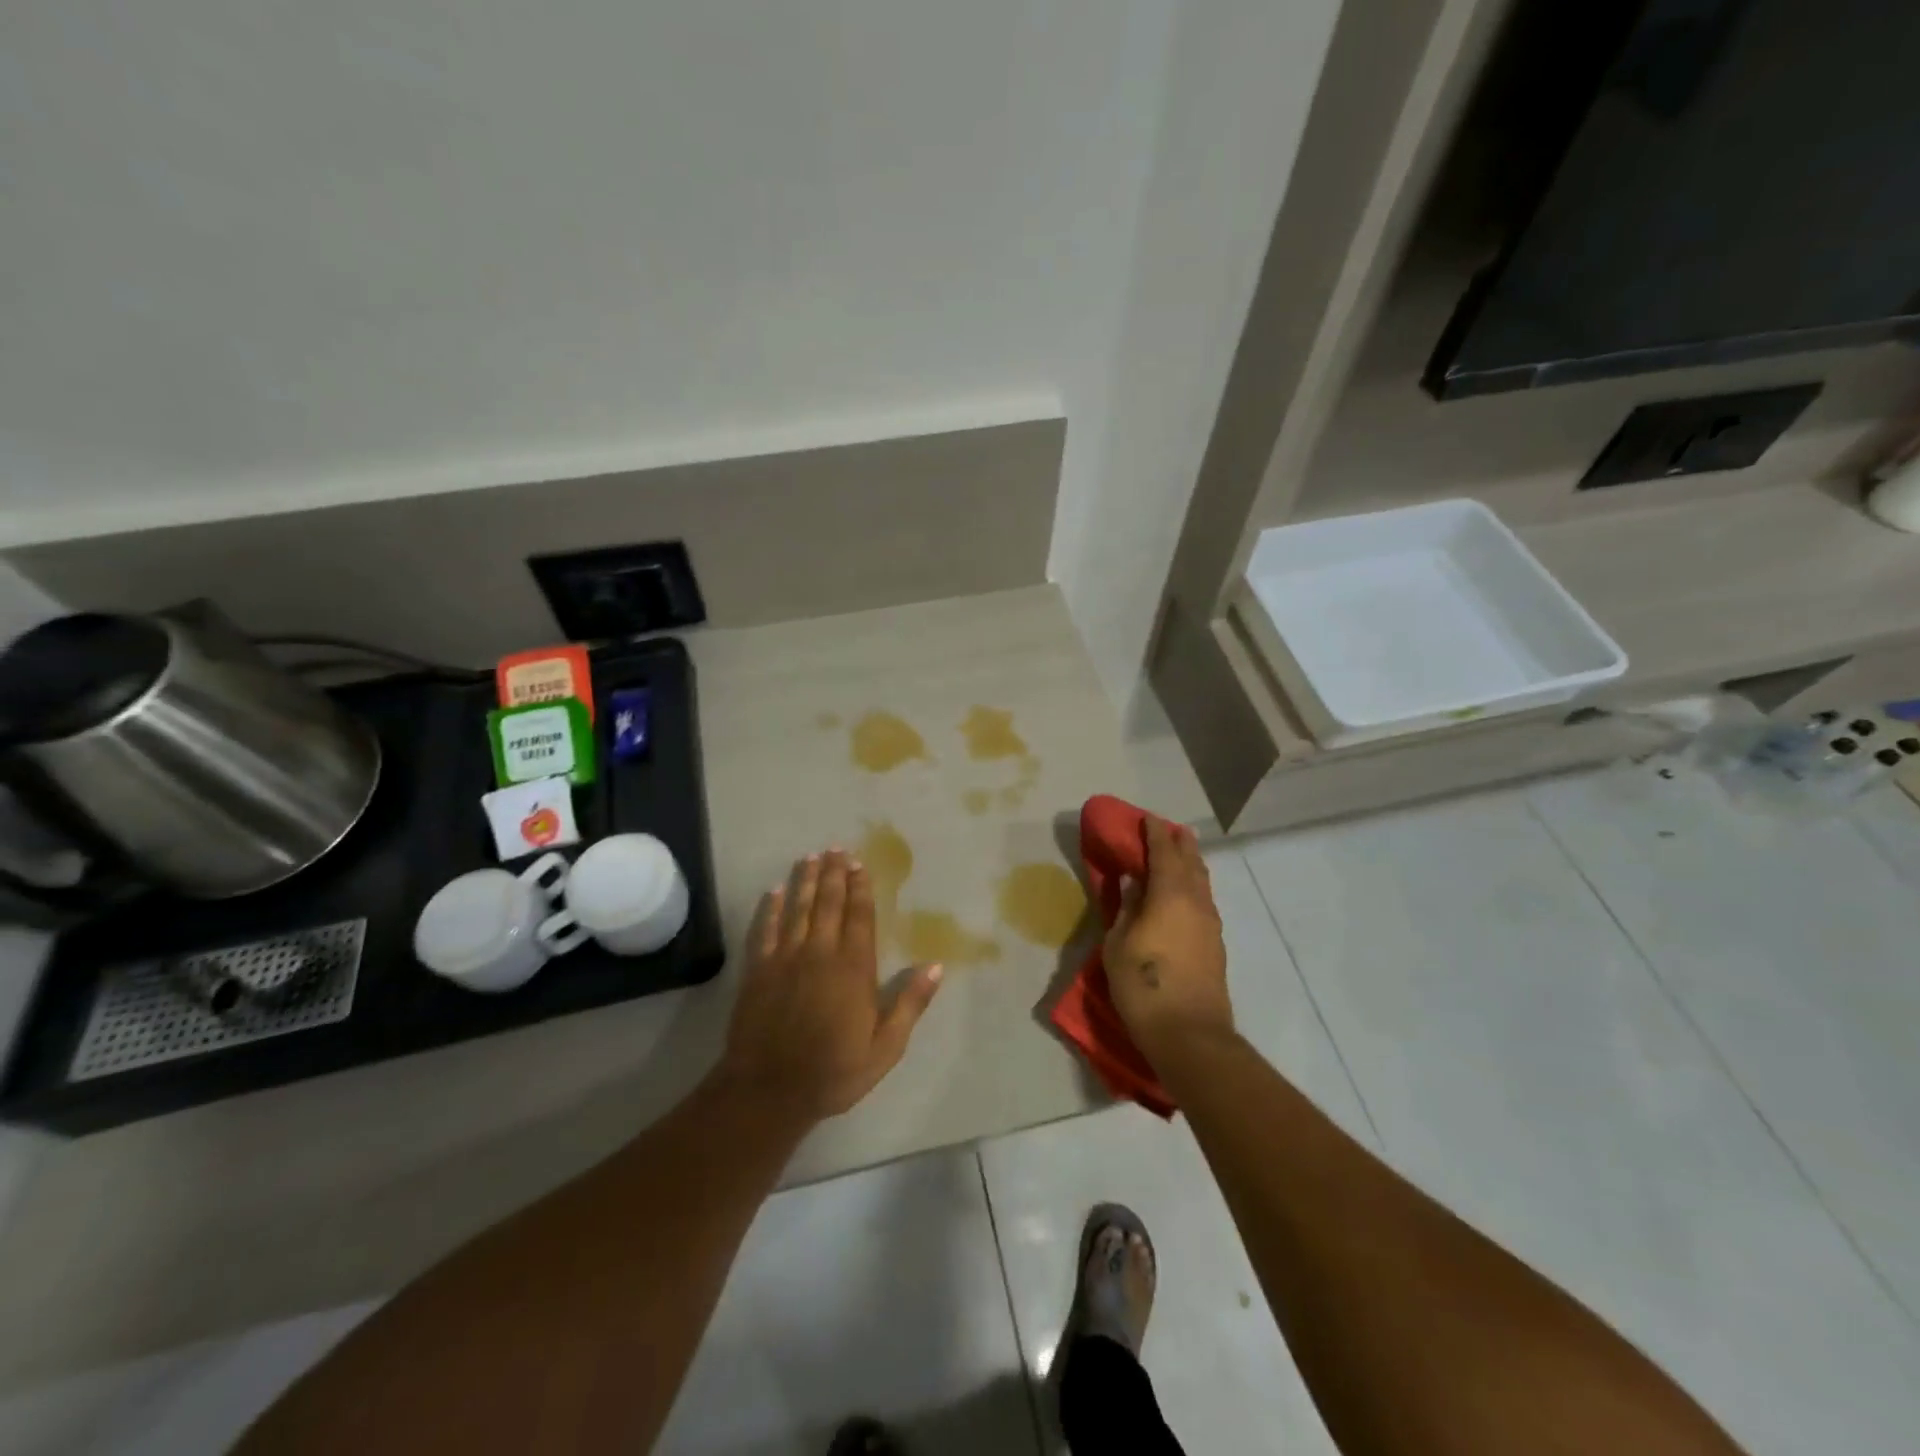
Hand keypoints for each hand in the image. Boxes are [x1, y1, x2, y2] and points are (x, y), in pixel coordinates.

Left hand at [719, 849, 943, 1119]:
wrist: (769, 1090)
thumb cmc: (833, 1071)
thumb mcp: (885, 1047)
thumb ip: (910, 1004)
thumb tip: (936, 967)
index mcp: (854, 968)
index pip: (860, 916)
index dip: (860, 887)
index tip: (859, 864)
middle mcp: (820, 953)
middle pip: (828, 904)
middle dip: (833, 874)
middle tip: (834, 848)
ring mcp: (785, 959)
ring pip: (797, 909)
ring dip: (805, 881)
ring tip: (810, 858)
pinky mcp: (758, 970)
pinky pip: (764, 930)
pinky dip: (769, 908)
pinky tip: (773, 892)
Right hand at [1104, 818, 1233, 1064]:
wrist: (1189, 1034)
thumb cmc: (1144, 985)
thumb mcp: (1119, 944)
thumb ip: (1126, 908)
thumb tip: (1133, 884)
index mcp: (1170, 895)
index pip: (1164, 853)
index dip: (1155, 833)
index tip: (1147, 818)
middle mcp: (1196, 902)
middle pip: (1190, 862)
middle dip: (1179, 842)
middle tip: (1169, 828)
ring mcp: (1210, 924)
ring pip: (1202, 882)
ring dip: (1191, 863)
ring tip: (1181, 853)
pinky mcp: (1215, 944)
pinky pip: (1204, 900)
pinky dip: (1194, 885)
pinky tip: (1186, 892)